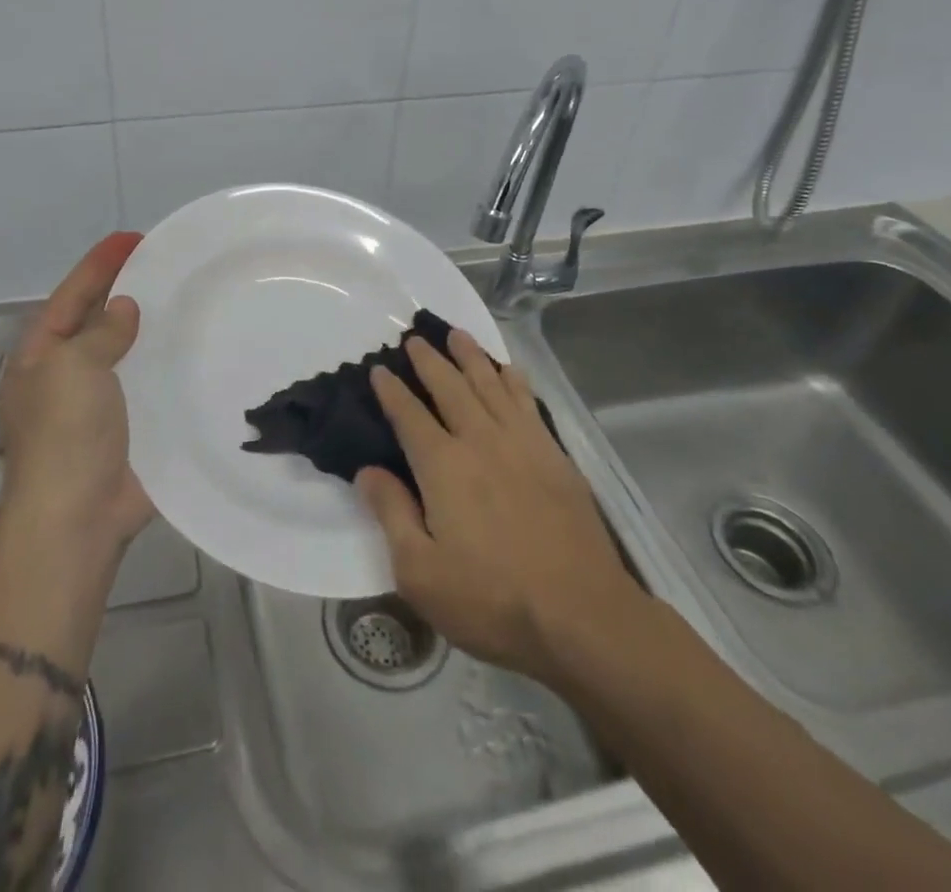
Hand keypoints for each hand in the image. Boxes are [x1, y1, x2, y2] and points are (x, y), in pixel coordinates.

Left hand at [0, 232, 153, 552]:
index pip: (71, 295)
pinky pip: (146, 386)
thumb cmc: (66, 434)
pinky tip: (194, 354)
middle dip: (123, 291)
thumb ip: (99, 332)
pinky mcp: (127, 429)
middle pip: (95, 320)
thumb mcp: (74, 367)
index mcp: (42, 356)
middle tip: (163, 266)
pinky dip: (165, 367)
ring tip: (183, 302)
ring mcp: (96, 405)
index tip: (133, 238)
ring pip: (124, 353)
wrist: (77, 517)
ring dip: (147, 329)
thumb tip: (122, 309)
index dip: (99, 264)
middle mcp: (65, 375)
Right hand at [358, 331, 647, 686]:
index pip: (408, 415)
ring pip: (490, 384)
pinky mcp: (555, 456)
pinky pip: (528, 402)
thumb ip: (391, 513)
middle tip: (414, 338)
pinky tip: (510, 371)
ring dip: (471, 357)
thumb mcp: (420, 571)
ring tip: (457, 335)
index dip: (390, 390)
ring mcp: (522, 444)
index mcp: (442, 465)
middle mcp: (480, 440)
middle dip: (429, 360)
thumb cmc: (492, 598)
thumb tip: (367, 470)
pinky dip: (514, 380)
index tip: (378, 369)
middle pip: (450, 387)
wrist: (582, 616)